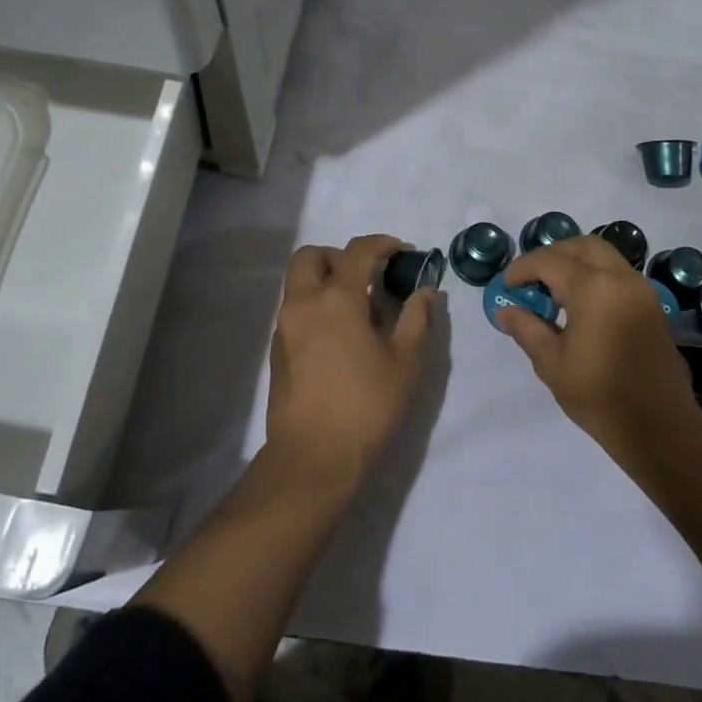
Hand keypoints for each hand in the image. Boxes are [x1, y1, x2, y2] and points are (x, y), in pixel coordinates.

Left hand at [264, 234, 436, 488]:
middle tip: (366, 277)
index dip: (382, 244)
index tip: (402, 252)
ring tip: (356, 309)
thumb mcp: (405, 363)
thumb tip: (425, 291)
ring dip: (324, 280)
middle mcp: (304, 303)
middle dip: (339, 256)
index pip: (357, 251)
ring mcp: (284, 326)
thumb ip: (416, 319)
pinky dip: (314, 306)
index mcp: (337, 299)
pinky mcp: (276, 350)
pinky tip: (337, 336)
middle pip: (311, 255)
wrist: (312, 458)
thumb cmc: (366, 407)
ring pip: (298, 282)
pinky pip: (294, 309)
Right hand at [499, 236, 699, 461]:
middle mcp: (621, 279)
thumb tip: (506, 310)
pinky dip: (596, 276)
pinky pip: (619, 274)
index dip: (523, 268)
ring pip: (604, 256)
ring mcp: (642, 290)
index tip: (506, 285)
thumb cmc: (600, 396)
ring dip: (576, 262)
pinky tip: (580, 305)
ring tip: (554, 291)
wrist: (660, 428)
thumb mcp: (552, 364)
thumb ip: (527, 329)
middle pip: (582, 246)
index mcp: (594, 289)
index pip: (550, 261)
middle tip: (531, 279)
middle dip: (553, 255)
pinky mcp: (653, 306)